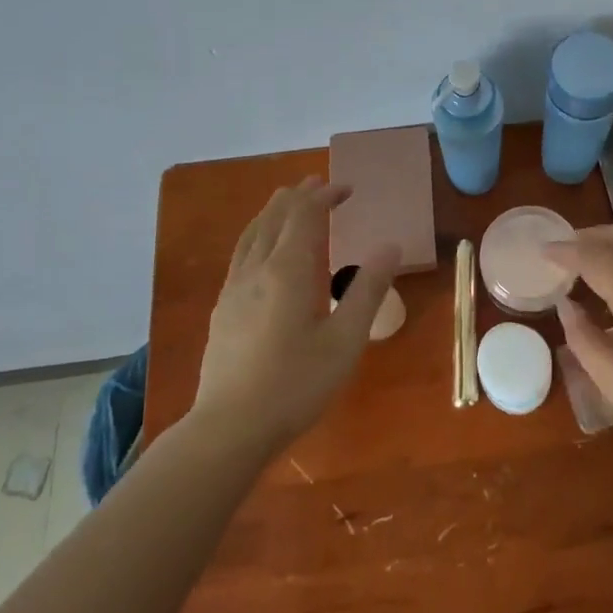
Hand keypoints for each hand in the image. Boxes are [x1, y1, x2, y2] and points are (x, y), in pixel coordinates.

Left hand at [194, 178, 397, 452]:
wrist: (229, 429)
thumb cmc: (295, 385)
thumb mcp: (345, 340)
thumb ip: (367, 289)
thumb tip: (390, 246)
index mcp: (287, 271)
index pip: (304, 215)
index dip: (324, 196)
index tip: (347, 189)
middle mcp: (256, 270)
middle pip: (275, 217)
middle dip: (299, 196)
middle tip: (320, 184)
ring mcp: (233, 289)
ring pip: (253, 233)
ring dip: (274, 211)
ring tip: (289, 202)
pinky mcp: (222, 309)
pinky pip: (241, 253)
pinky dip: (258, 234)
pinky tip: (262, 250)